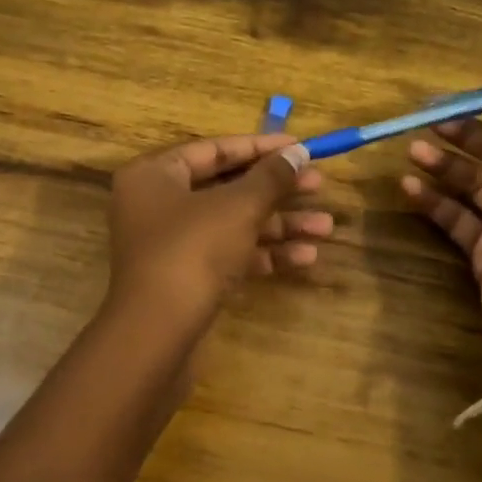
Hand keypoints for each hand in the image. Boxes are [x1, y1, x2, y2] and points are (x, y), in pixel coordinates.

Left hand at [106, 132, 331, 335]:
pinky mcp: (185, 278)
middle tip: (320, 186)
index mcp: (155, 174)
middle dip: (277, 191)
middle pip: (227, 188)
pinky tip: (305, 257)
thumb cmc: (193, 251)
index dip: (262, 147)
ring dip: (280, 225)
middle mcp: (157, 204)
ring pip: (233, 224)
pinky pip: (229, 254)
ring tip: (325, 227)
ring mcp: (171, 244)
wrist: (157, 334)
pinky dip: (263, 253)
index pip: (215, 150)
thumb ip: (271, 177)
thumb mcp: (238, 207)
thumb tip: (298, 152)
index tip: (300, 147)